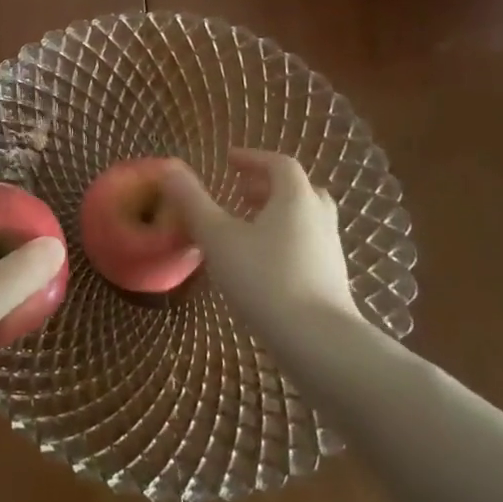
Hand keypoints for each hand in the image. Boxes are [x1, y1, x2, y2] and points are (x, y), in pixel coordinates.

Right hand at [158, 149, 358, 341]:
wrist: (320, 343)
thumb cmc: (264, 280)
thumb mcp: (218, 237)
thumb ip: (193, 201)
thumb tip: (170, 168)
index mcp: (296, 198)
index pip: (279, 164)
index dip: (252, 158)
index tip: (228, 161)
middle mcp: (319, 217)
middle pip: (297, 189)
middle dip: (266, 186)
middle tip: (239, 192)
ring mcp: (330, 249)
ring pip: (305, 218)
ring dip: (277, 213)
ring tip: (247, 227)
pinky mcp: (332, 279)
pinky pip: (308, 244)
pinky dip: (285, 239)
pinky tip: (263, 263)